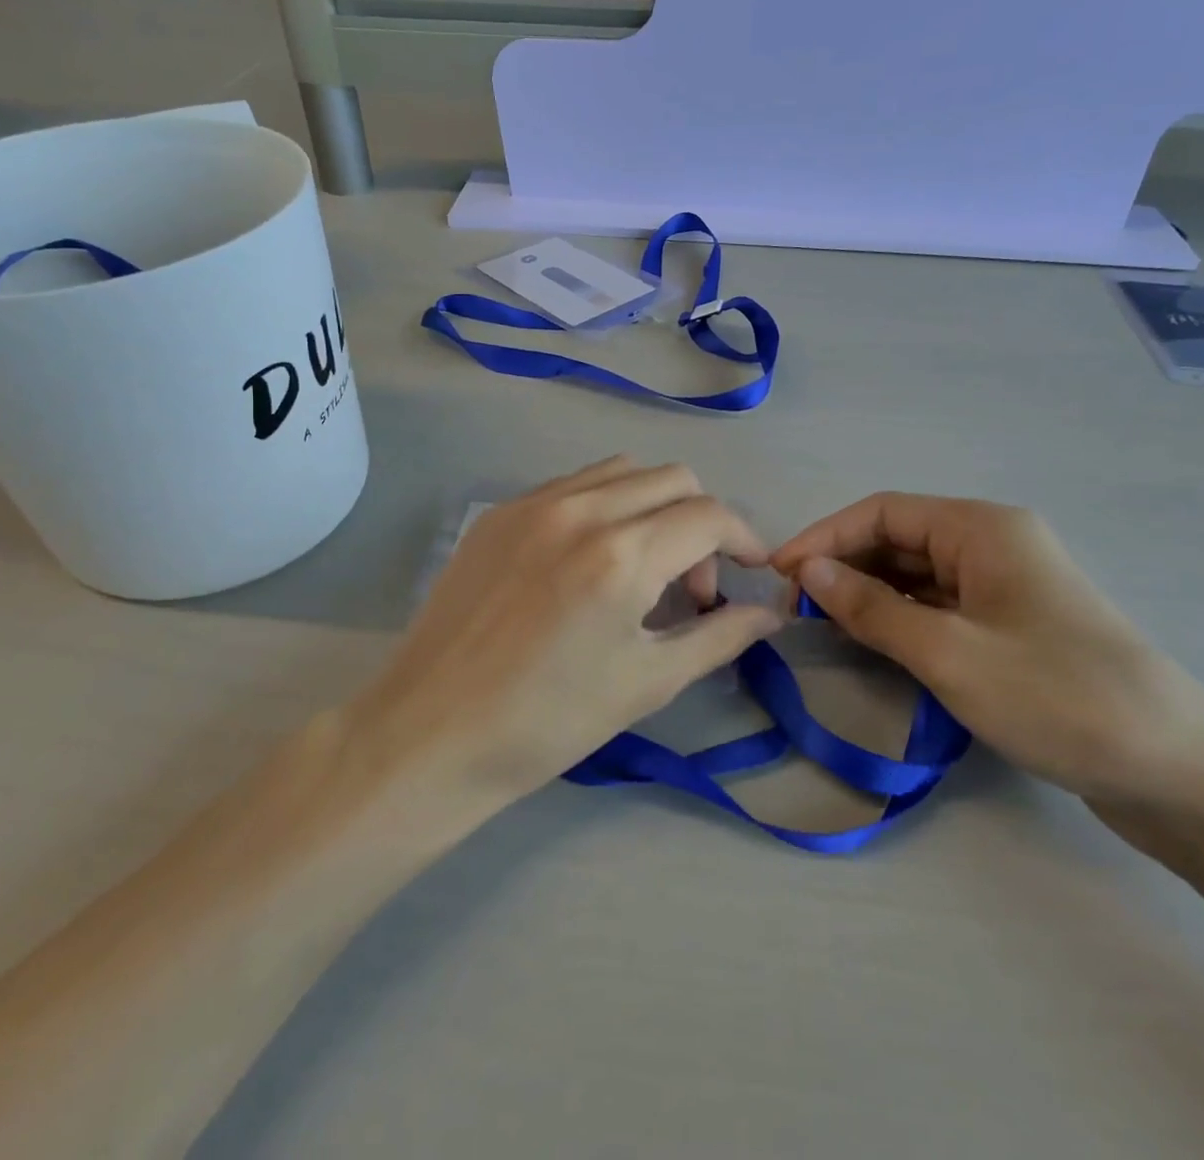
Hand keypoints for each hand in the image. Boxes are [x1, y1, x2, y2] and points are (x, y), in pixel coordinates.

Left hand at [354, 458, 782, 802]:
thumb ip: (719, 636)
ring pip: (623, 471)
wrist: (432, 732)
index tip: (752, 575)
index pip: (710, 516)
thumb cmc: (548, 722)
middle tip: (690, 588)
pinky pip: (573, 485)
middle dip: (702, 523)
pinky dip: (605, 506)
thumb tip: (771, 613)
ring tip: (643, 567)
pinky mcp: (499, 512)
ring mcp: (532, 504)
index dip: (746, 540)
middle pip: (673, 479)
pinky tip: (590, 560)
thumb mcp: (647, 683)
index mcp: (620, 555)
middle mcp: (579, 510)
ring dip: (654, 506)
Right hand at [771, 495, 1203, 826]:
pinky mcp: (1014, 626)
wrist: (1183, 776)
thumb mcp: (948, 654)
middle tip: (795, 610)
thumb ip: (869, 608)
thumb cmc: (1058, 698)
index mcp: (982, 529)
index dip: (823, 538)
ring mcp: (1007, 586)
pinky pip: (940, 607)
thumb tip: (806, 572)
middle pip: (898, 540)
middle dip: (843, 567)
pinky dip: (901, 619)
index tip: (777, 575)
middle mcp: (993, 544)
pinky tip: (875, 644)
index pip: (881, 513)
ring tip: (823, 628)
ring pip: (917, 576)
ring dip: (869, 595)